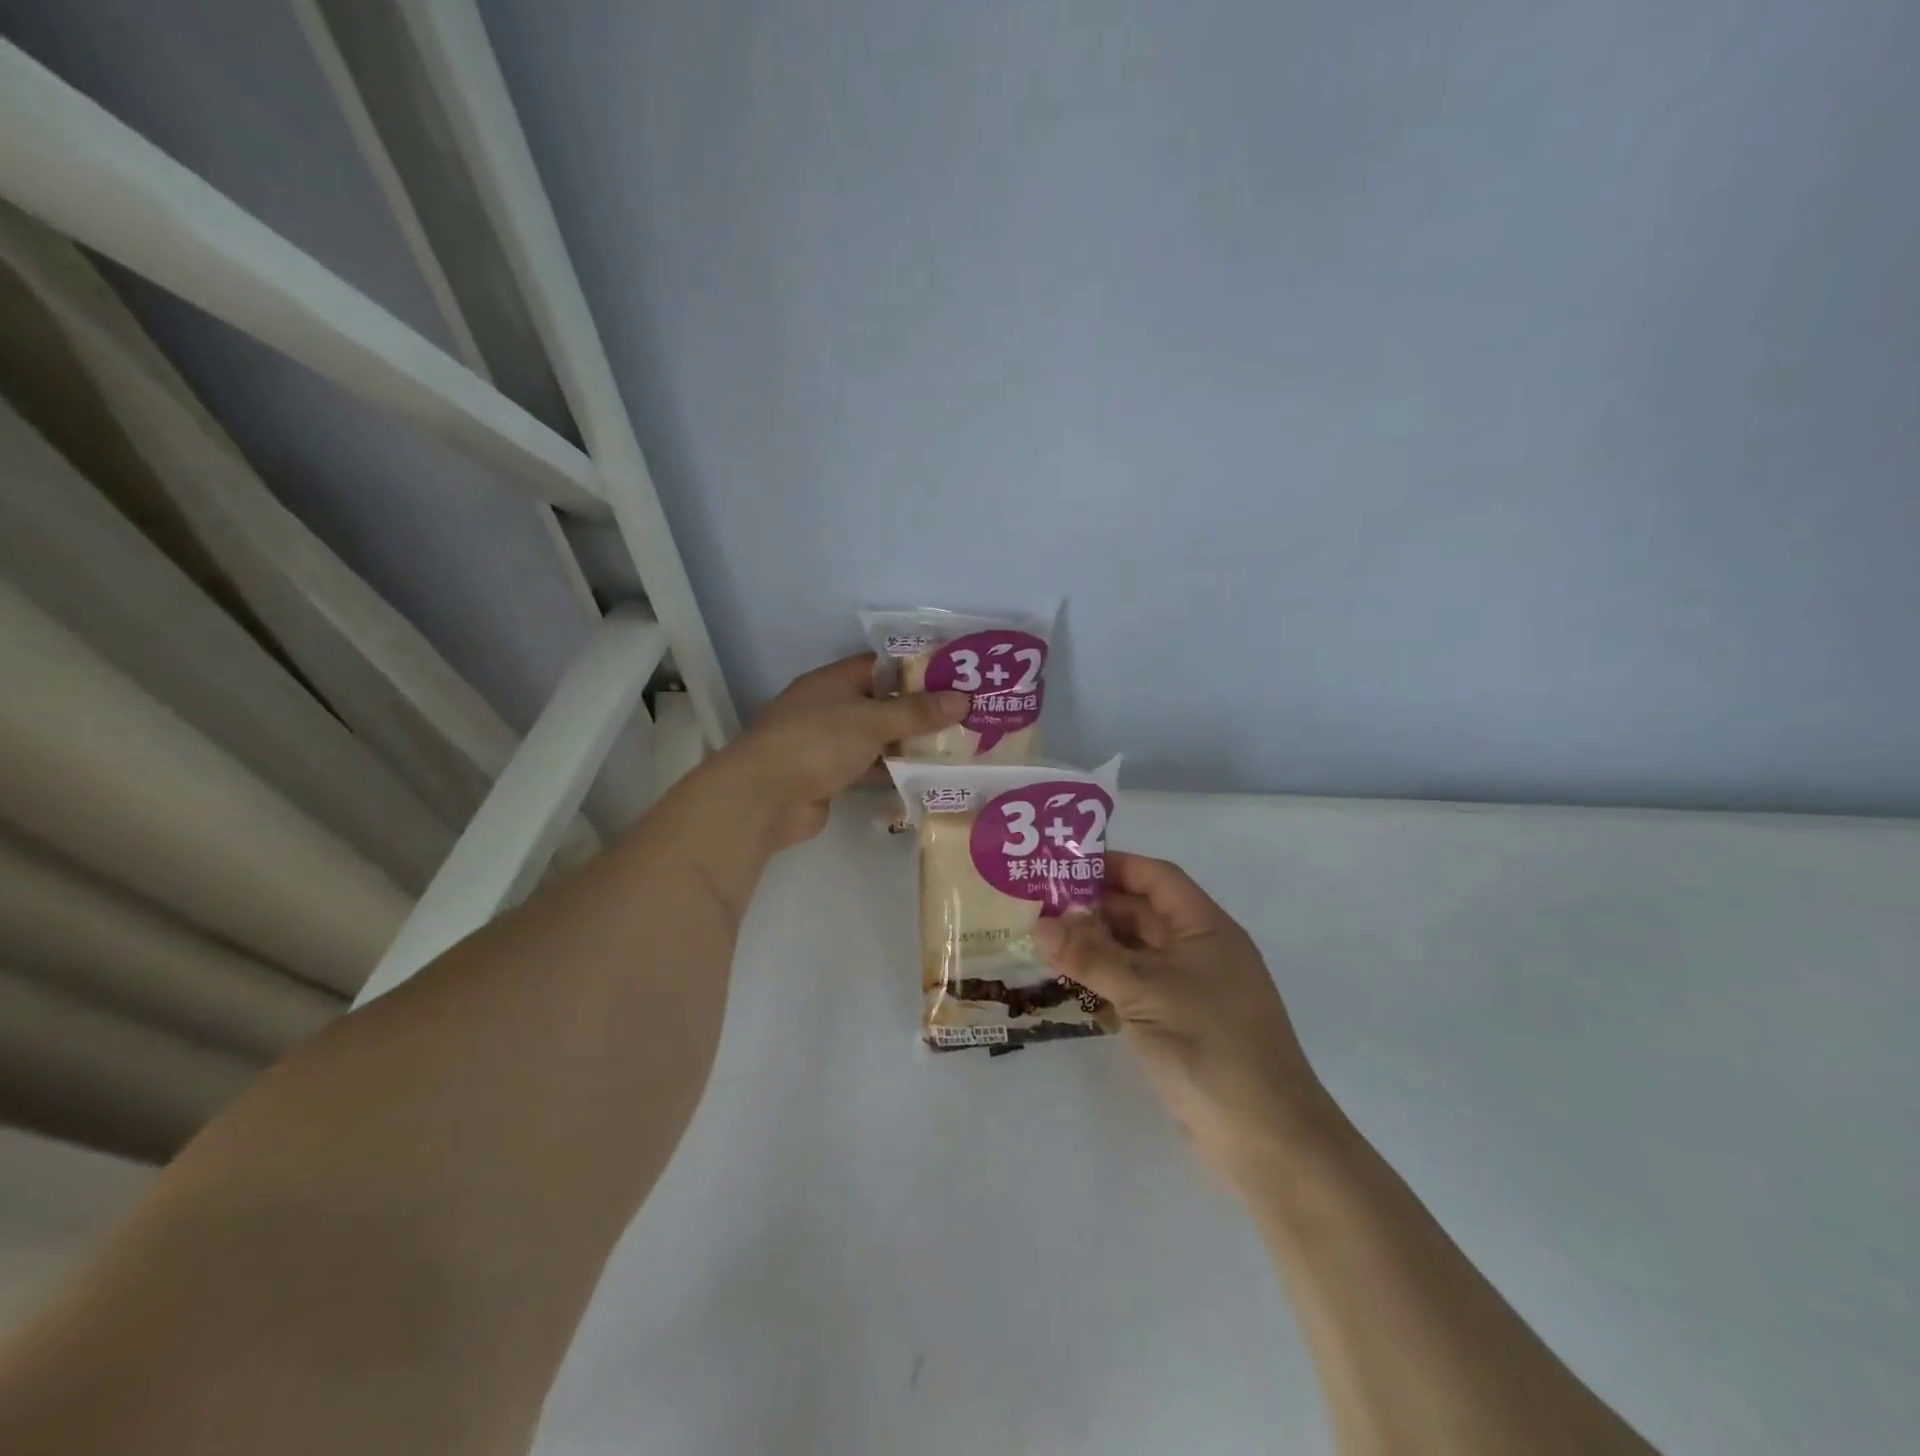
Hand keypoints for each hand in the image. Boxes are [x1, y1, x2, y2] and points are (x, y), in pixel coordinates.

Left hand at [722, 655, 968, 848]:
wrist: (765, 797)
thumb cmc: (817, 742)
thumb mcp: (872, 721)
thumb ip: (917, 712)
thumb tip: (963, 699)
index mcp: (834, 681)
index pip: (881, 665)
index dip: (917, 669)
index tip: (955, 677)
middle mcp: (830, 707)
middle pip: (882, 703)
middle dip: (919, 710)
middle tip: (965, 715)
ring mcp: (828, 743)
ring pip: (877, 738)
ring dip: (909, 743)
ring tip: (956, 745)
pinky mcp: (830, 776)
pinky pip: (869, 767)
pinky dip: (893, 770)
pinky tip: (927, 775)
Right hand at [1035, 854, 1337, 1181]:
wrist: (1267, 1140)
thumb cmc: (1210, 1046)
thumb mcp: (1145, 992)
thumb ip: (1091, 956)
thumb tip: (1040, 924)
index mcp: (1206, 928)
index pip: (1157, 878)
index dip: (1114, 866)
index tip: (1066, 867)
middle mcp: (1201, 951)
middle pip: (1144, 914)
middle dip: (1096, 909)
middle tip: (1042, 907)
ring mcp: (1193, 991)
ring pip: (1137, 953)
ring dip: (1097, 947)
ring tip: (1046, 943)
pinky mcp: (1182, 1026)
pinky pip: (1138, 989)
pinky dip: (1107, 983)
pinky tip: (1071, 986)